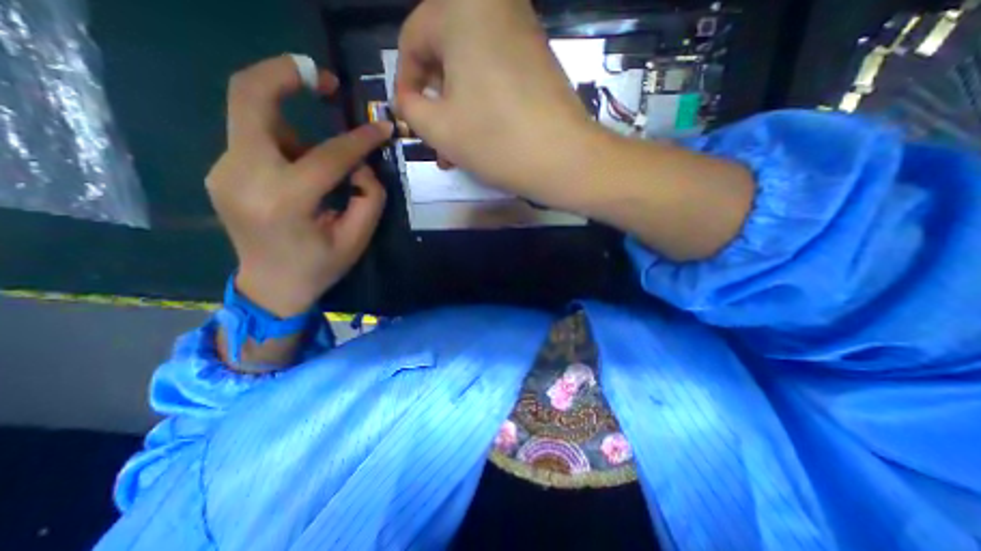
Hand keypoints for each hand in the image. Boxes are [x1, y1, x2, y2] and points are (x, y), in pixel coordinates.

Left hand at [208, 56, 392, 319]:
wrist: (271, 286)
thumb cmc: (320, 266)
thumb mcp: (357, 238)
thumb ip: (370, 197)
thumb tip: (362, 166)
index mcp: (285, 201)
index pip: (328, 155)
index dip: (360, 139)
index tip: (381, 127)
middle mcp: (244, 176)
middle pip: (249, 97)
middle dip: (285, 74)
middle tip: (322, 78)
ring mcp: (224, 171)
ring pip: (255, 118)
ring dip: (295, 127)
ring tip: (320, 164)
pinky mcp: (222, 172)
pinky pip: (255, 139)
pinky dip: (284, 144)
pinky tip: (300, 174)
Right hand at [394, 0, 597, 207]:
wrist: (564, 159)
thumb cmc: (496, 140)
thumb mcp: (439, 129)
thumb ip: (410, 108)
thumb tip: (408, 101)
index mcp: (462, 6)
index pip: (413, 38)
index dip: (405, 83)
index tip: (409, 117)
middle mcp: (494, 4)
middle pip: (444, 51)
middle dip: (435, 99)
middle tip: (434, 136)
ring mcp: (522, 29)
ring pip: (470, 67)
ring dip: (457, 107)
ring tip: (455, 146)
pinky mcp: (538, 56)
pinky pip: (495, 72)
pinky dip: (481, 100)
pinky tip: (480, 133)